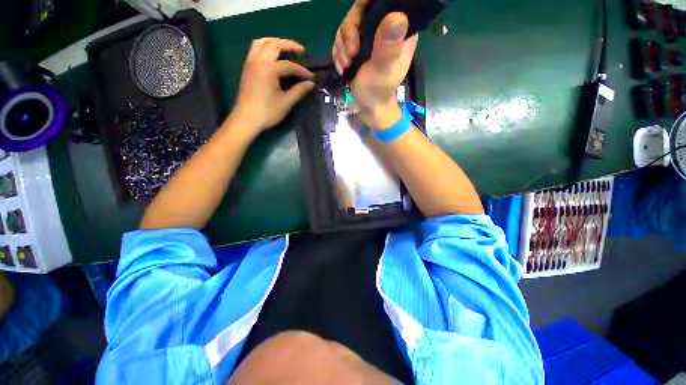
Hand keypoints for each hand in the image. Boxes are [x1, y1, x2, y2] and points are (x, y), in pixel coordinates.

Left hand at [230, 38, 314, 133]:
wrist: (246, 119)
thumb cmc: (267, 112)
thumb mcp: (286, 103)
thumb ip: (299, 91)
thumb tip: (311, 84)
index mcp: (268, 69)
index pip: (289, 65)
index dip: (302, 71)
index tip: (312, 77)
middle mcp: (258, 61)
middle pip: (274, 44)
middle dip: (289, 45)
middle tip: (301, 51)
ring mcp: (250, 63)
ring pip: (262, 43)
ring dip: (275, 42)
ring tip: (286, 48)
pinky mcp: (247, 68)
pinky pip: (255, 49)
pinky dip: (266, 47)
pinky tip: (273, 56)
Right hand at [332, 3, 417, 128]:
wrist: (369, 106)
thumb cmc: (379, 91)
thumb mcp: (383, 69)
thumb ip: (388, 46)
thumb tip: (397, 16)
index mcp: (399, 30)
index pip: (382, 3)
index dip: (364, 7)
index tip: (355, 27)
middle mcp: (385, 29)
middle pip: (359, 12)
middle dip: (348, 33)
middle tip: (350, 55)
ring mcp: (370, 38)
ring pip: (348, 26)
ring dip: (342, 46)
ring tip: (346, 65)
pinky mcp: (359, 46)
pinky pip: (342, 39)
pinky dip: (339, 52)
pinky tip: (342, 66)